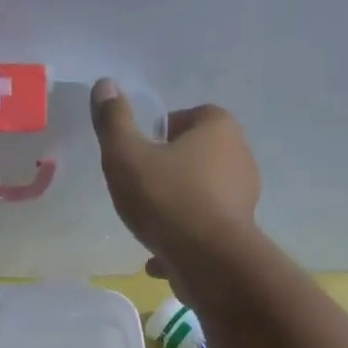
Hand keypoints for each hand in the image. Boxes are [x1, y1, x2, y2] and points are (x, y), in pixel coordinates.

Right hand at [89, 79, 262, 296]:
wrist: (209, 263)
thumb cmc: (168, 201)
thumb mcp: (127, 157)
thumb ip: (114, 122)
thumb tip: (104, 85)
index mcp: (218, 127)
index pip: (187, 117)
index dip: (160, 134)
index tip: (138, 156)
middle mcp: (239, 157)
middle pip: (195, 158)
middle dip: (169, 173)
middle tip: (140, 191)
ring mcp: (243, 200)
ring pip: (200, 198)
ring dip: (176, 211)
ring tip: (148, 227)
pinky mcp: (238, 236)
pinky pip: (203, 233)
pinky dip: (182, 242)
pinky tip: (158, 259)